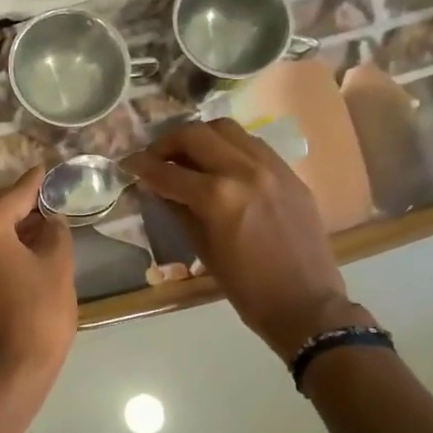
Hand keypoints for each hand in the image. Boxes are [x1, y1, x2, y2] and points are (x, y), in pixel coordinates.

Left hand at [0, 168, 75, 386]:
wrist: (11, 367)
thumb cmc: (40, 312)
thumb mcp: (57, 265)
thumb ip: (54, 232)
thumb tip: (49, 220)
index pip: (12, 194)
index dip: (33, 182)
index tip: (45, 169)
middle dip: (10, 199)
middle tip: (40, 202)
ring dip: (1, 220)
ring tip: (35, 226)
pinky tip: (20, 248)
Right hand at [124, 119, 362, 360]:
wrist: (304, 302)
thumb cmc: (246, 287)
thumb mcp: (202, 249)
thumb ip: (178, 210)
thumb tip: (157, 187)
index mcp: (218, 197)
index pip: (168, 171)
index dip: (141, 165)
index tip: (128, 163)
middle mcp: (244, 171)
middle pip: (196, 135)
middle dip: (168, 142)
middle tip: (156, 157)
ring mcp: (271, 167)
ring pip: (226, 129)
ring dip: (200, 137)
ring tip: (188, 155)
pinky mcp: (289, 172)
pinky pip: (252, 144)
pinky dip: (229, 146)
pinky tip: (220, 164)